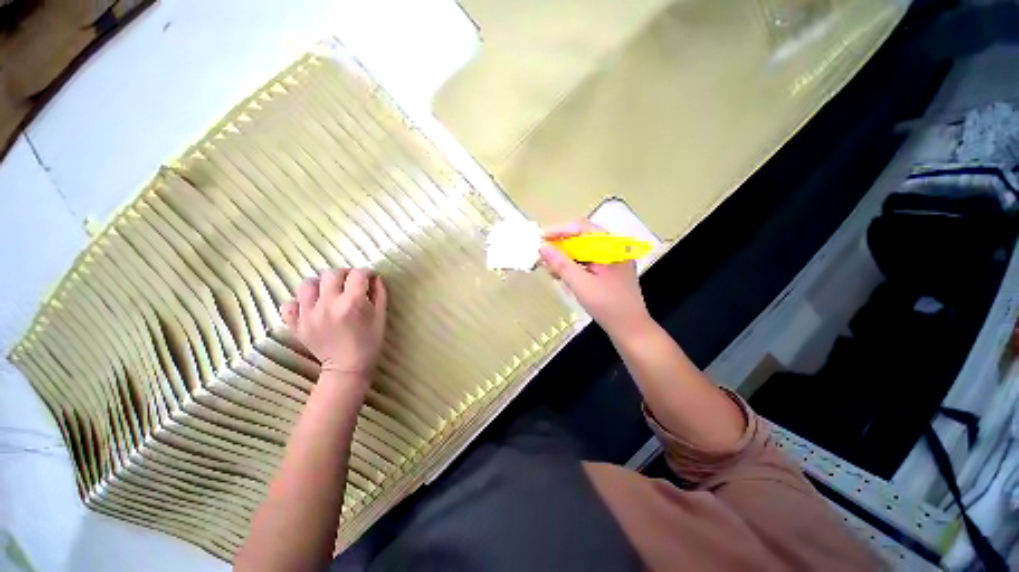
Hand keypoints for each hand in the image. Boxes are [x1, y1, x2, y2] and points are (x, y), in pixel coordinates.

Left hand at [281, 268, 387, 378]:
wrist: (347, 367)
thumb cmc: (369, 342)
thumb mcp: (381, 317)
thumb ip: (379, 294)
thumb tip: (375, 277)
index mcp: (352, 303)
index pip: (358, 275)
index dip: (367, 273)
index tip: (369, 278)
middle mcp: (327, 305)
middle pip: (331, 274)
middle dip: (345, 274)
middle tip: (351, 283)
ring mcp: (308, 314)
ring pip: (307, 283)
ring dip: (320, 284)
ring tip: (329, 292)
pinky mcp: (295, 324)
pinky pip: (289, 304)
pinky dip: (299, 302)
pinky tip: (311, 307)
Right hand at [540, 220, 651, 338]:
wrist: (630, 330)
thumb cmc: (608, 307)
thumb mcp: (581, 285)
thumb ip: (561, 265)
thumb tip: (543, 248)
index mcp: (612, 246)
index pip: (582, 227)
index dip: (559, 231)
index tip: (540, 238)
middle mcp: (613, 248)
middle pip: (582, 238)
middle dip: (560, 246)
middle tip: (542, 256)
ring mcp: (611, 259)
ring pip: (582, 250)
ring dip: (565, 257)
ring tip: (550, 269)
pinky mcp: (608, 270)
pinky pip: (586, 261)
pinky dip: (573, 266)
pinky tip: (562, 276)